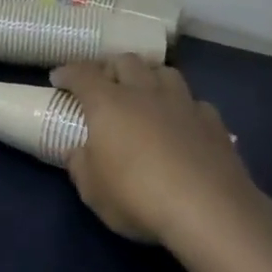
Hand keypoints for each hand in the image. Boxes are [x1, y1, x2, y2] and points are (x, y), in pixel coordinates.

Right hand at [51, 56, 271, 252]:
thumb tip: (79, 152)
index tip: (58, 79)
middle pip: (126, 61)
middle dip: (110, 67)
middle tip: (103, 83)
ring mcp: (183, 104)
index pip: (82, 74)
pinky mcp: (213, 122)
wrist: (209, 210)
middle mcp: (144, 93)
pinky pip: (193, 101)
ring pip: (164, 72)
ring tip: (144, 93)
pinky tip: (181, 122)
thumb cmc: (137, 197)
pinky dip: (181, 106)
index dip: (68, 73)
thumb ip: (80, 165)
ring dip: (149, 77)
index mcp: (108, 103)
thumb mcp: (92, 190)